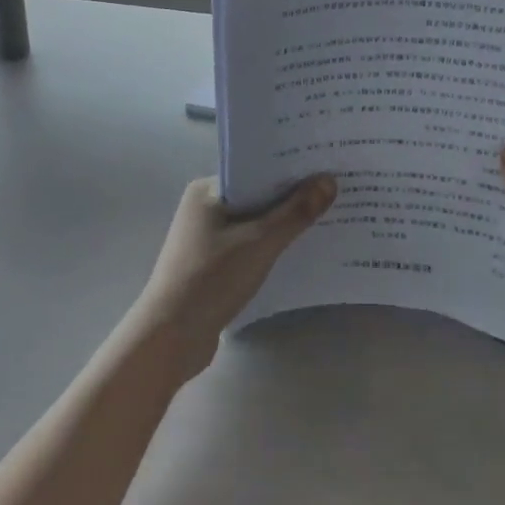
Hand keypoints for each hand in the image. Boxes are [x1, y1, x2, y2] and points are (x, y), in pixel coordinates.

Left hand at [126, 174, 337, 382]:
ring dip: (283, 223)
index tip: (326, 167)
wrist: (170, 338)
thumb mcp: (259, 242)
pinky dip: (270, 246)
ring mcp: (206, 238)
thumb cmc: (211, 279)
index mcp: (207, 190)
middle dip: (292, 196)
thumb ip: (295, 212)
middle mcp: (204, 207)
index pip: (255, 169)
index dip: (290, 168)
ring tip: (326, 218)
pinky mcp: (211, 265)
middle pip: (257, 195)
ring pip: (254, 222)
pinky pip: (249, 245)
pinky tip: (299, 251)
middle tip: (335, 191)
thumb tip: (328, 180)